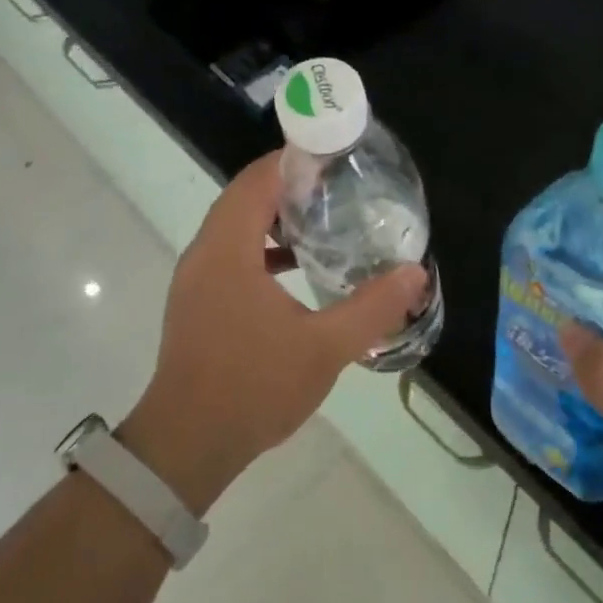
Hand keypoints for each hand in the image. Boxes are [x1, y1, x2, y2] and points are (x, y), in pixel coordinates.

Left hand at [119, 151, 428, 514]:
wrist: (186, 446)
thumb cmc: (252, 388)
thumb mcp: (323, 348)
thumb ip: (372, 308)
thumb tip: (415, 273)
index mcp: (228, 250)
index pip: (258, 179)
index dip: (294, 159)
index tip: (336, 155)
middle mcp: (205, 253)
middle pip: (245, 195)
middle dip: (290, 183)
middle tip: (339, 184)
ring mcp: (197, 278)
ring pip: (236, 224)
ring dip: (275, 214)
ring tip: (324, 217)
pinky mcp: (198, 301)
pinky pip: (231, 252)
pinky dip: (262, 245)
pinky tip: (297, 265)